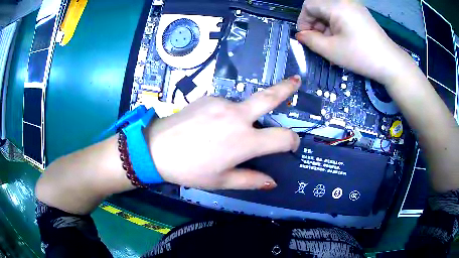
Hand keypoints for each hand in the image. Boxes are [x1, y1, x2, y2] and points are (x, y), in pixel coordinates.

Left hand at [146, 77, 301, 189]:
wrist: (156, 148)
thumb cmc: (190, 169)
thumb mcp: (221, 181)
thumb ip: (250, 180)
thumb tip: (271, 183)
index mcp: (245, 141)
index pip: (282, 137)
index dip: (292, 141)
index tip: (291, 145)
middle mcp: (238, 116)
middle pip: (269, 98)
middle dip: (286, 88)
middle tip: (297, 81)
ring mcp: (222, 102)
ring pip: (244, 106)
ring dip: (245, 116)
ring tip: (225, 134)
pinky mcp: (208, 97)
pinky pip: (225, 105)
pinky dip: (226, 115)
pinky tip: (211, 126)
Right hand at [296, 0, 415, 84]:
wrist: (390, 63)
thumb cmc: (361, 56)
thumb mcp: (331, 50)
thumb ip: (310, 40)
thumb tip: (300, 35)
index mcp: (336, 5)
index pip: (309, 5)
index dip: (303, 20)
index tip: (306, 37)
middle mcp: (344, 0)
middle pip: (319, 6)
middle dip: (315, 24)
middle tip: (319, 42)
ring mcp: (354, 5)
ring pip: (330, 11)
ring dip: (325, 25)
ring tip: (331, 44)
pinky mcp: (360, 13)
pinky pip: (341, 14)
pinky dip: (336, 25)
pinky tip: (341, 39)